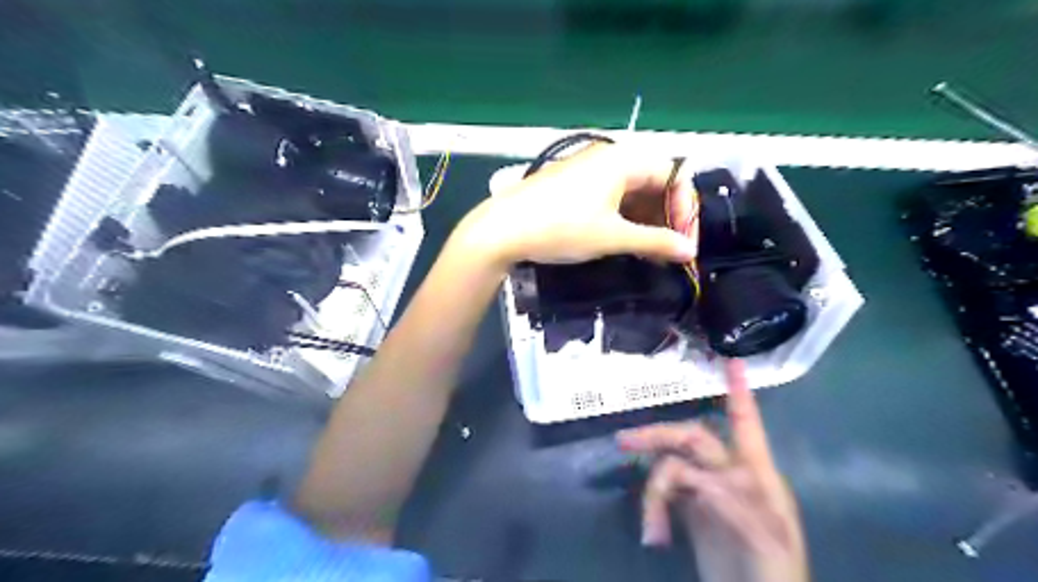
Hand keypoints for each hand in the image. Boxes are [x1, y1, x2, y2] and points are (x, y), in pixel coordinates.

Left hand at [455, 142, 692, 265]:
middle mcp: (610, 158)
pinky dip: (624, 217)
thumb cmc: (561, 227)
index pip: (674, 175)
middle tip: (668, 250)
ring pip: (632, 191)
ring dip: (646, 220)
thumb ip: (655, 242)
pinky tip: (625, 240)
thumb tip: (690, 251)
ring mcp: (589, 171)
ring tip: (648, 251)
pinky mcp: (575, 185)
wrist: (502, 229)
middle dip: (666, 216)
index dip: (685, 209)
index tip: (684, 242)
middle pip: (654, 181)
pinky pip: (612, 196)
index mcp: (625, 160)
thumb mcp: (612, 237)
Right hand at [615, 361, 810, 581]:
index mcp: (756, 473)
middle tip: (624, 441)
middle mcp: (728, 473)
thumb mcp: (768, 540)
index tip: (732, 359)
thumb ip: (737, 505)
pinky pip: (664, 493)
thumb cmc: (777, 574)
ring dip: (654, 495)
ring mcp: (707, 491)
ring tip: (651, 530)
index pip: (745, 423)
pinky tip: (653, 533)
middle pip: (689, 439)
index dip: (738, 391)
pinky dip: (653, 508)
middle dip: (657, 436)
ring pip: (670, 468)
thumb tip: (700, 481)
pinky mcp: (690, 511)